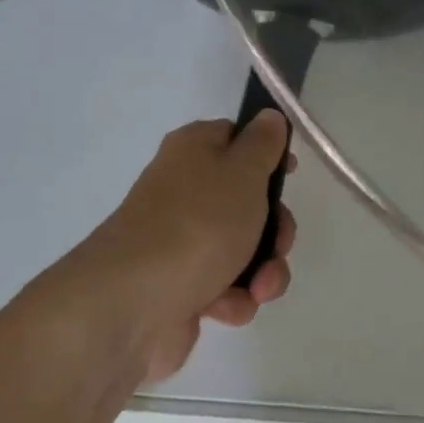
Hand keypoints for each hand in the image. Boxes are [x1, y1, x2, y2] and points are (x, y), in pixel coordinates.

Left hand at [93, 111, 296, 383]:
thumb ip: (263, 143)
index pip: (236, 137)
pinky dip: (233, 297)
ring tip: (259, 288)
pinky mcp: (180, 285)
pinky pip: (223, 285)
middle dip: (274, 229)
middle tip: (278, 244)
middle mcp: (184, 189)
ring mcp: (180, 239)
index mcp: (194, 150)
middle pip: (247, 200)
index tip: (289, 174)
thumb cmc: (198, 223)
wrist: (133, 303)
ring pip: (242, 247)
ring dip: (262, 271)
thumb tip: (269, 116)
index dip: (267, 154)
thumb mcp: (243, 171)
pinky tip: (227, 306)